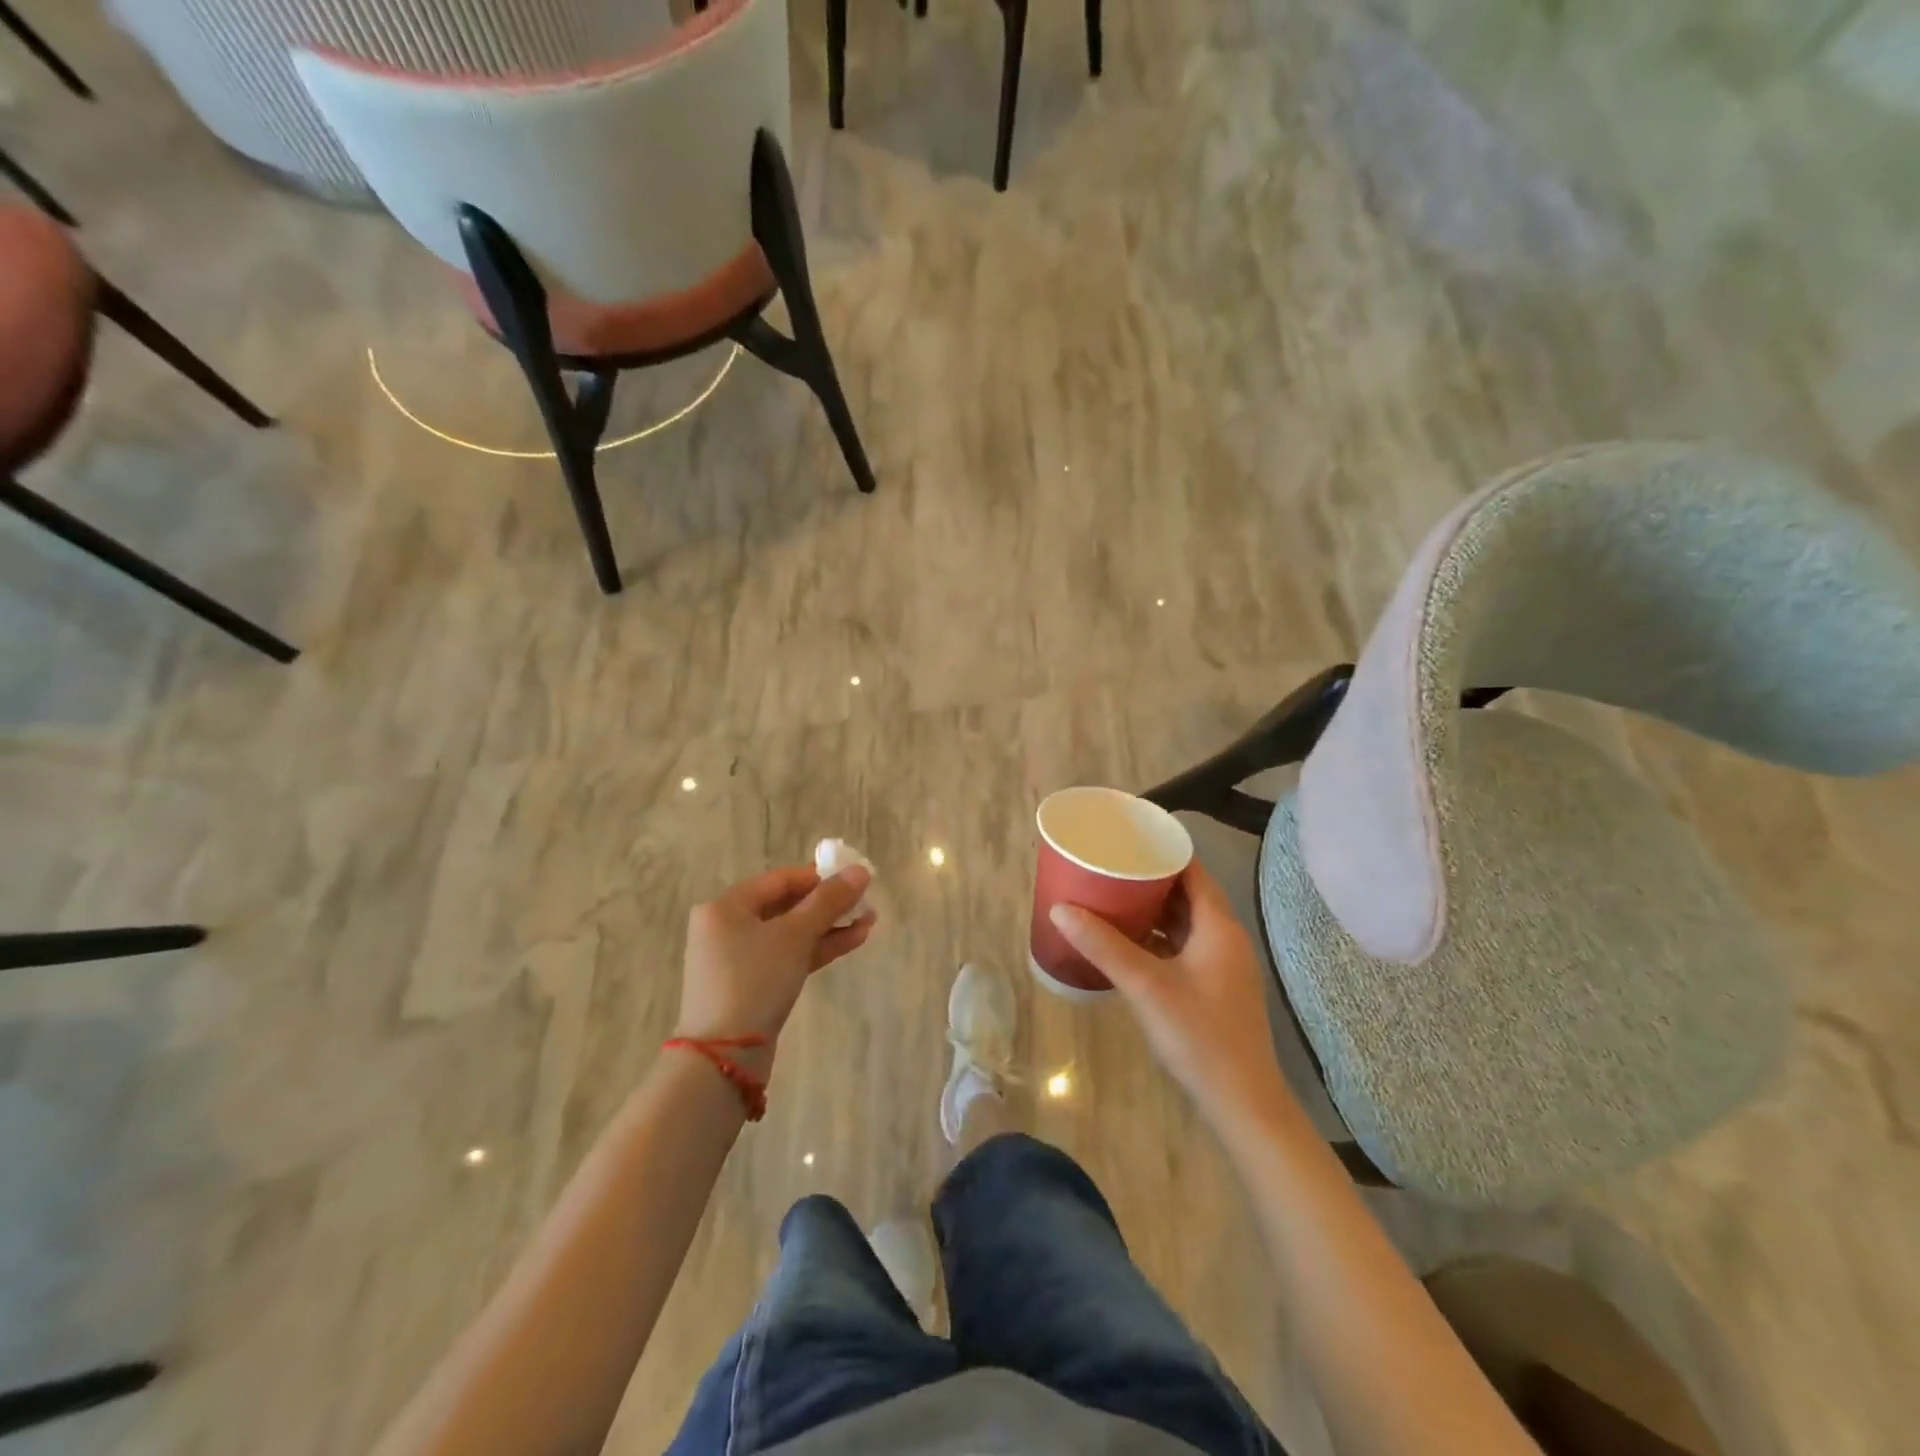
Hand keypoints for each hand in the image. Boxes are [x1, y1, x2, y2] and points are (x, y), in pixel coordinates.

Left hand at [676, 863, 874, 1078]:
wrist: (725, 1057)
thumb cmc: (754, 981)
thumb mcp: (795, 936)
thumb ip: (828, 901)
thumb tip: (860, 870)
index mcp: (726, 907)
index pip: (780, 880)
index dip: (819, 876)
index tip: (854, 879)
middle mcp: (727, 928)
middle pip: (786, 906)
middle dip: (828, 904)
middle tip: (865, 902)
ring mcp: (738, 960)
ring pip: (791, 934)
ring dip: (829, 927)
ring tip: (869, 921)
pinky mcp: (752, 987)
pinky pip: (788, 957)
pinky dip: (817, 949)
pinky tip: (853, 940)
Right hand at [1050, 863, 1291, 1126]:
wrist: (1241, 1102)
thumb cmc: (1198, 1036)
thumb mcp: (1146, 986)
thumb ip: (1103, 946)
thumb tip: (1060, 909)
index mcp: (1218, 926)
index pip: (1192, 869)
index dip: (1162, 851)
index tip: (1126, 838)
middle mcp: (1225, 937)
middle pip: (1187, 893)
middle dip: (1149, 878)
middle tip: (1109, 866)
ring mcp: (1222, 964)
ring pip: (1185, 921)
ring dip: (1152, 909)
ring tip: (1111, 896)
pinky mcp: (1214, 986)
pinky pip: (1184, 945)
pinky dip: (1158, 936)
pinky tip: (1128, 941)